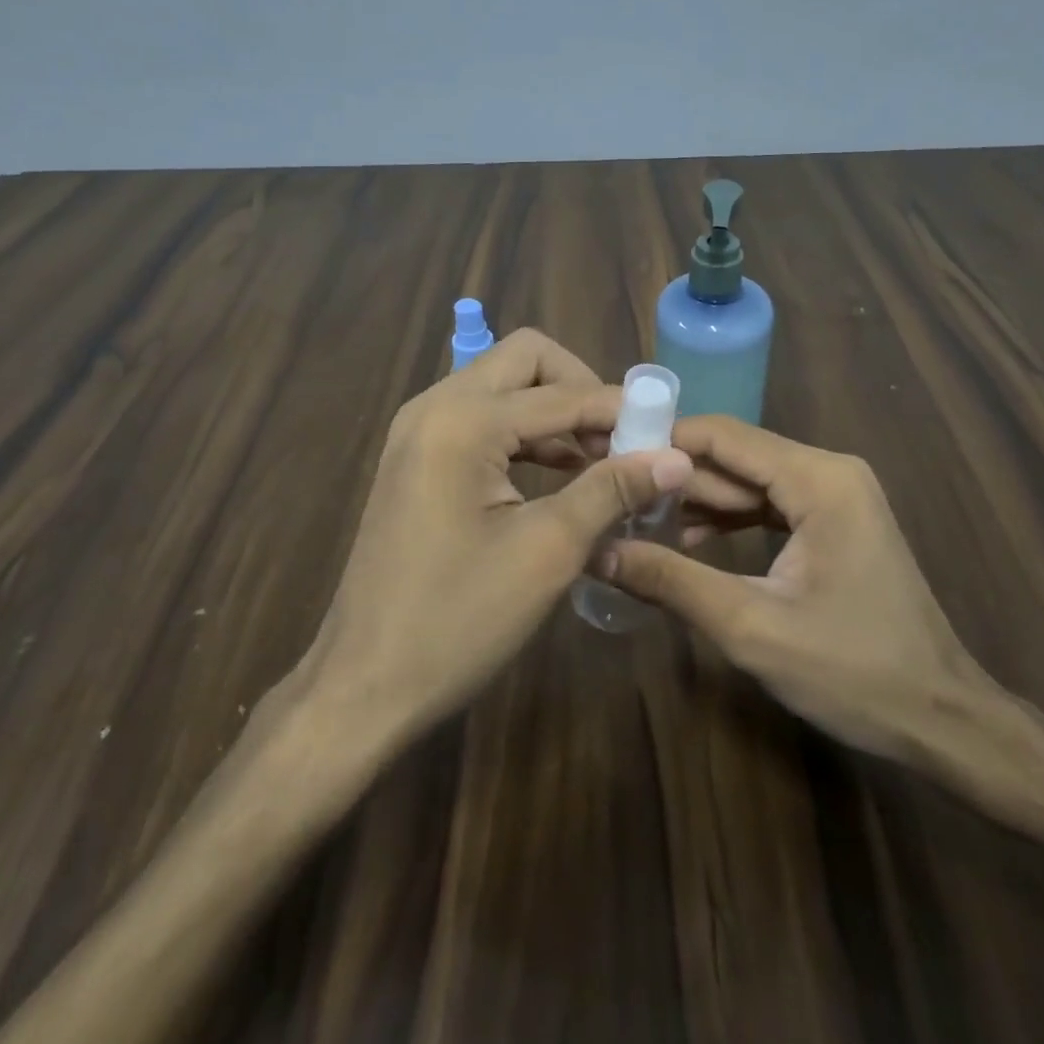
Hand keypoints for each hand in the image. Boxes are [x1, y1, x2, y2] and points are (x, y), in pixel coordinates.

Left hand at [306, 328, 692, 743]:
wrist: (364, 683)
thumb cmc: (457, 620)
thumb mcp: (546, 552)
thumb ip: (611, 491)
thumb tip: (678, 458)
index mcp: (462, 420)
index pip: (562, 394)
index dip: (621, 411)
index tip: (668, 435)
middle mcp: (435, 406)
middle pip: (525, 361)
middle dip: (581, 389)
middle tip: (622, 439)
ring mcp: (419, 431)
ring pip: (503, 387)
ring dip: (555, 412)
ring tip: (603, 460)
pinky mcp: (417, 458)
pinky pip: (481, 420)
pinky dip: (526, 435)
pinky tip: (560, 474)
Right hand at [601, 415, 995, 757]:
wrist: (943, 720)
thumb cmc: (855, 673)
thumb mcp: (752, 628)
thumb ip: (672, 581)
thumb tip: (599, 552)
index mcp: (818, 479)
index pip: (723, 437)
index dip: (661, 442)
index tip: (606, 458)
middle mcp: (829, 470)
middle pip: (734, 456)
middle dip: (674, 476)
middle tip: (612, 496)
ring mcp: (836, 495)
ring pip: (748, 481)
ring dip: (697, 500)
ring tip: (636, 520)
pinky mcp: (834, 520)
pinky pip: (769, 504)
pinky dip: (728, 519)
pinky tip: (687, 541)